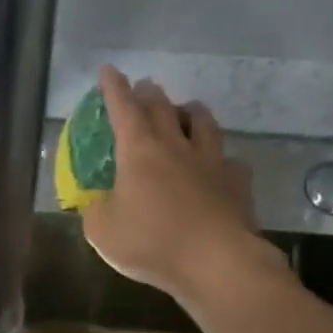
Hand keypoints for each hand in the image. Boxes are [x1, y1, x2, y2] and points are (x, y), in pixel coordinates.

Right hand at [81, 66, 288, 305]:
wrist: (215, 261)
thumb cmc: (151, 242)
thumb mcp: (102, 231)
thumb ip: (95, 209)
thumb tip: (98, 201)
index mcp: (139, 152)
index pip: (123, 108)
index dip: (114, 88)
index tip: (109, 71)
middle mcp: (176, 146)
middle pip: (163, 108)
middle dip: (149, 94)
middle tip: (145, 87)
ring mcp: (211, 162)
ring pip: (203, 123)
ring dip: (191, 112)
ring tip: (187, 110)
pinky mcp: (237, 183)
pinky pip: (229, 161)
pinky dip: (220, 159)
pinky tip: (219, 165)